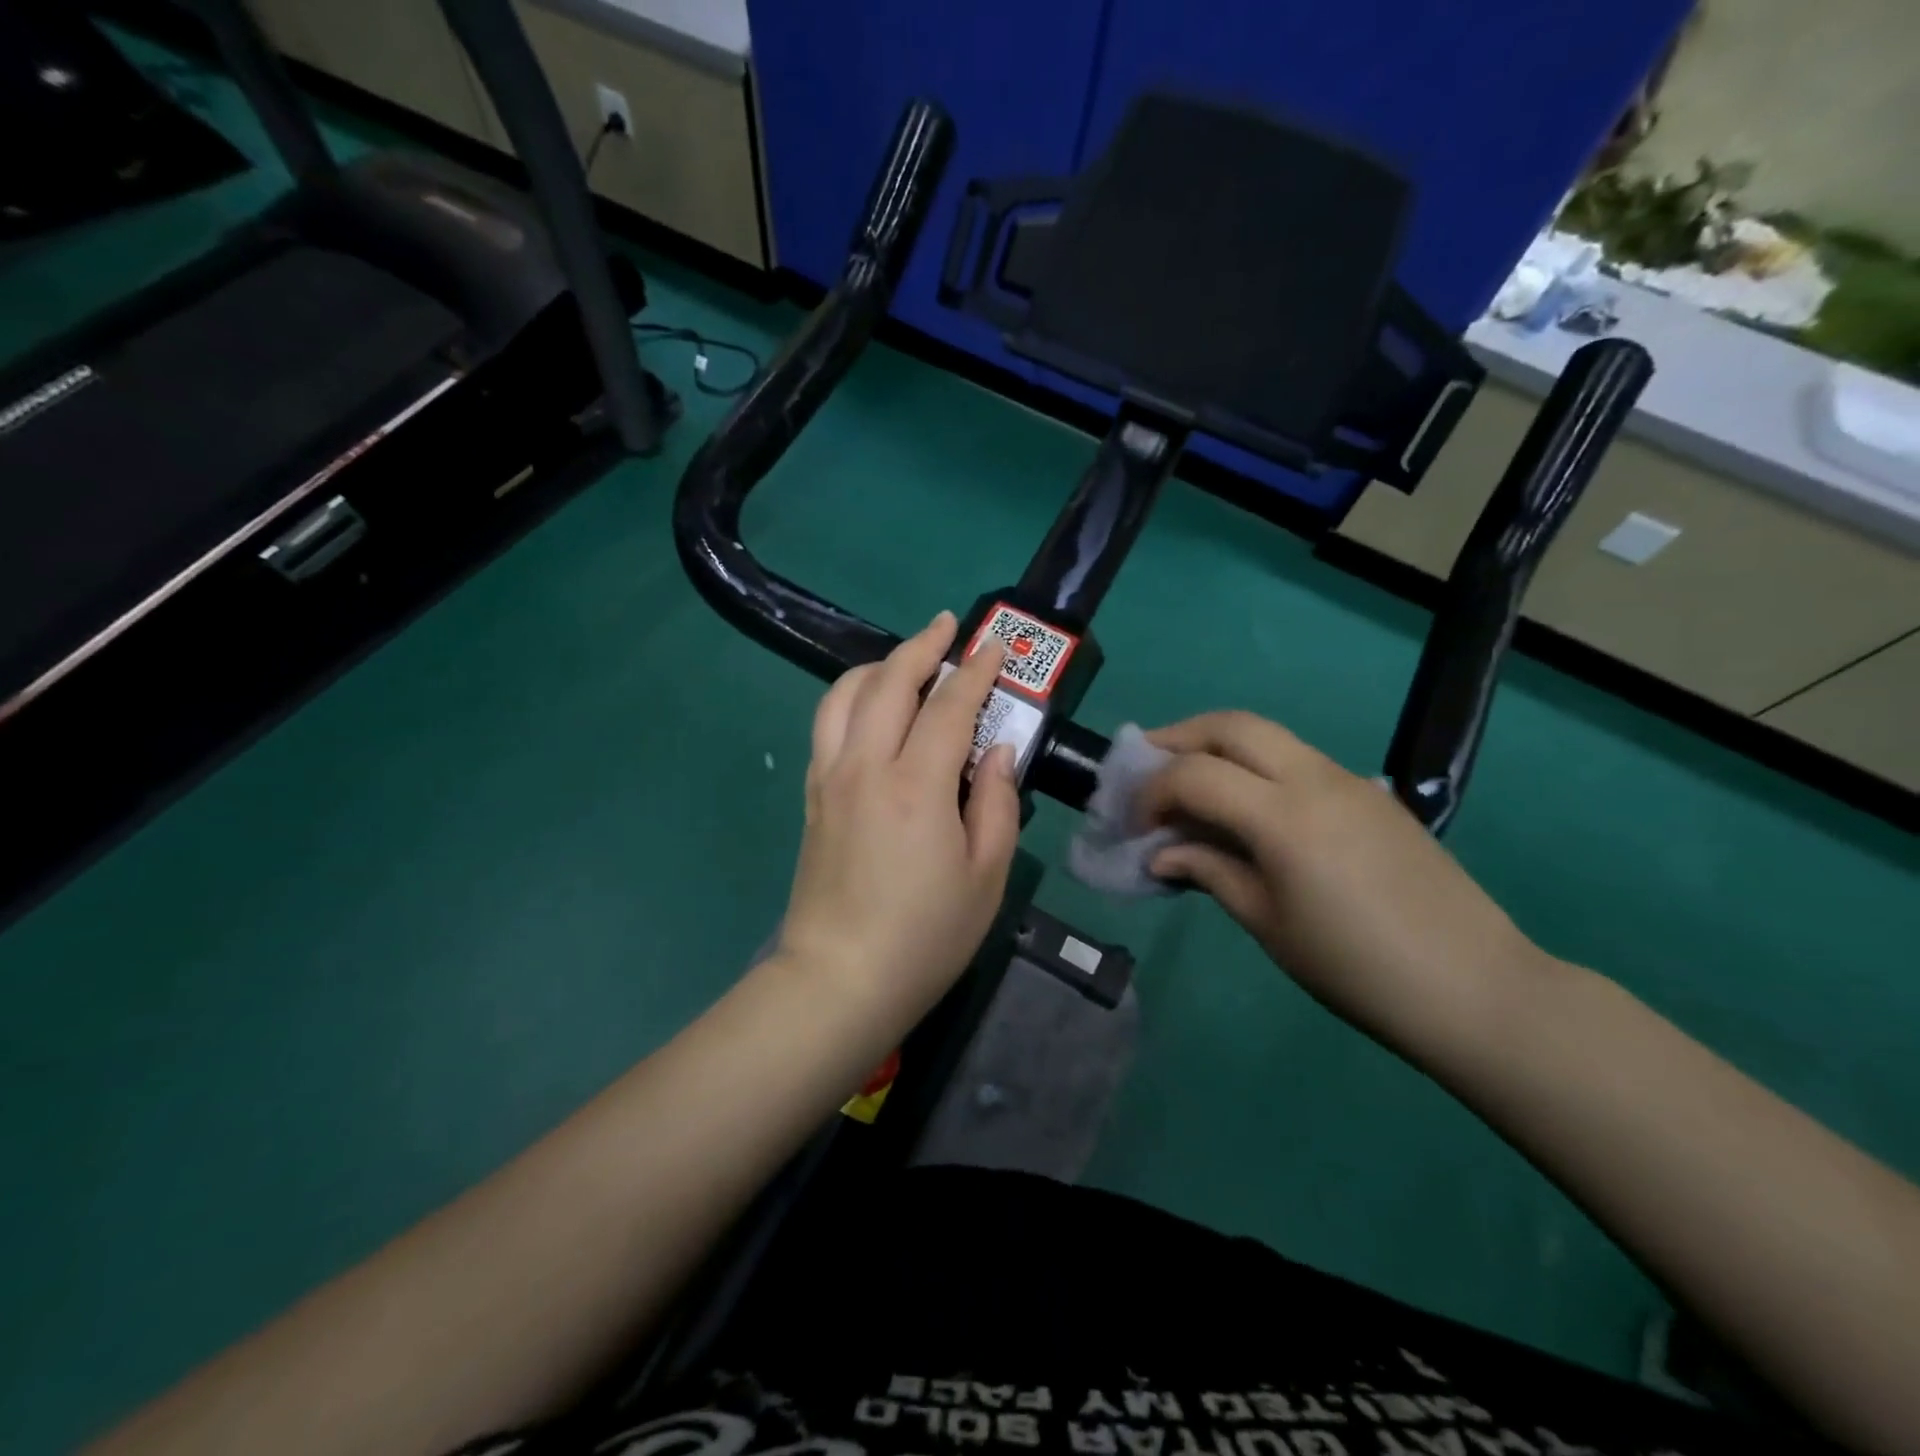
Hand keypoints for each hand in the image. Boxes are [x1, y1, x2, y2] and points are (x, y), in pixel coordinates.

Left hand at [776, 612, 1021, 1027]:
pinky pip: (827, 725)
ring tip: (905, 659)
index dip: (975, 671)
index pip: (949, 706)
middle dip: (921, 646)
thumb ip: (996, 803)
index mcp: (916, 786)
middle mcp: (866, 767)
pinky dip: (851, 698)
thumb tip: (995, 751)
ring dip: (878, 666)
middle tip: (947, 626)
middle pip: (888, 683)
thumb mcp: (985, 876)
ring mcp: (830, 778)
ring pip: (844, 695)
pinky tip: (870, 707)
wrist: (840, 980)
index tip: (993, 646)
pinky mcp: (812, 797)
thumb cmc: (926, 936)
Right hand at [1139, 712, 1549, 1060]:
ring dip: (1218, 747)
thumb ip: (1210, 872)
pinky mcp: (1371, 793)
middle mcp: (1314, 778)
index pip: (1194, 775)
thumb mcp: (1268, 924)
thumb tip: (1163, 854)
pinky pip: (1298, 759)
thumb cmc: (1356, 968)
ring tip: (1189, 782)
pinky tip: (1248, 808)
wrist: (1475, 987)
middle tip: (1148, 767)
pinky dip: (1256, 766)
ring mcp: (1349, 779)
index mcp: (1284, 816)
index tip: (1135, 825)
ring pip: (1268, 734)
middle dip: (1178, 738)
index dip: (1152, 793)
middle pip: (1231, 725)